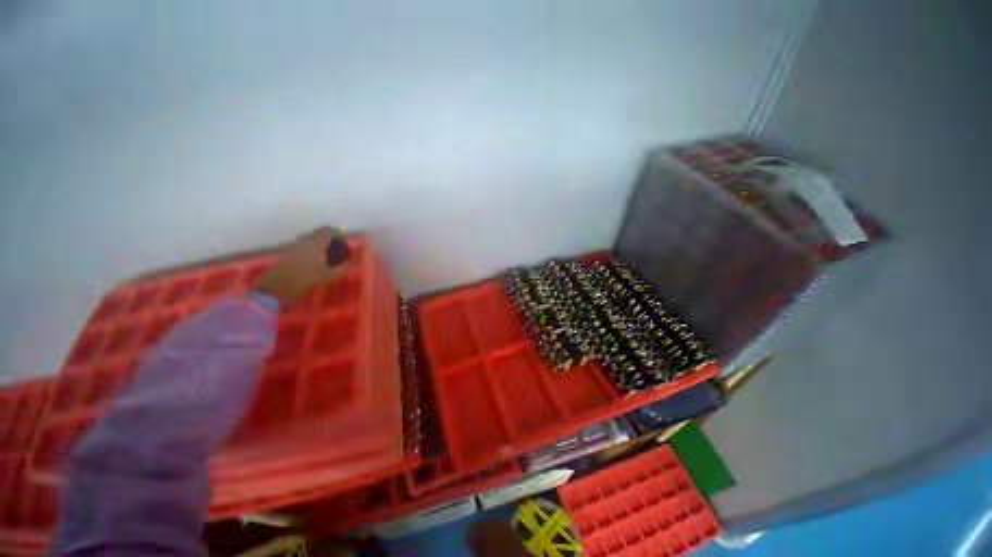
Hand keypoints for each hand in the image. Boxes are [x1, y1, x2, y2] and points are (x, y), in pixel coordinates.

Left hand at [254, 227, 348, 304]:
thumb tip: (354, 262)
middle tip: (338, 245)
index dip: (338, 233)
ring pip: (309, 238)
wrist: (275, 289)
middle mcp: (304, 241)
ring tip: (327, 251)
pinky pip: (302, 244)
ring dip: (319, 241)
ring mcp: (294, 246)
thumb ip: (342, 268)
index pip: (329, 231)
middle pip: (318, 232)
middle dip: (329, 236)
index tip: (345, 239)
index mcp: (316, 244)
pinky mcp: (287, 252)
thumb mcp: (327, 276)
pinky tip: (314, 258)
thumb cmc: (303, 281)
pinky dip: (311, 247)